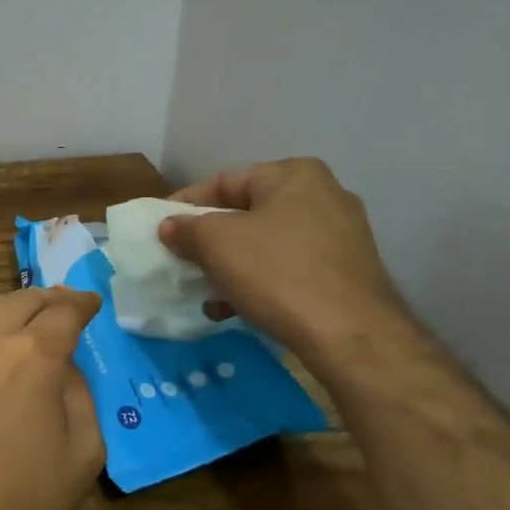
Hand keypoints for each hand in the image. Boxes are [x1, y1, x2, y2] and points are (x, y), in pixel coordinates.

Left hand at [0, 287, 104, 509]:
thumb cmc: (17, 501)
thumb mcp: (81, 455)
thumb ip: (81, 398)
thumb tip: (65, 369)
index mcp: (33, 355)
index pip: (63, 312)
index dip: (81, 304)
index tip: (90, 302)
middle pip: (21, 301)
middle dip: (46, 299)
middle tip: (61, 303)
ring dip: (9, 308)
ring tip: (23, 317)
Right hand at [157, 159, 409, 370]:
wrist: (350, 335)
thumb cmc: (277, 273)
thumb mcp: (216, 243)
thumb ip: (186, 228)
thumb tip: (169, 227)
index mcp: (294, 175)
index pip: (224, 182)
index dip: (185, 204)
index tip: (159, 228)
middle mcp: (324, 196)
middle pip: (246, 214)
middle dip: (209, 240)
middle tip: (180, 260)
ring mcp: (340, 236)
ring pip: (267, 244)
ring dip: (231, 266)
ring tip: (205, 292)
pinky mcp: (346, 273)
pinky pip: (289, 269)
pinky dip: (259, 283)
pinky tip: (234, 309)